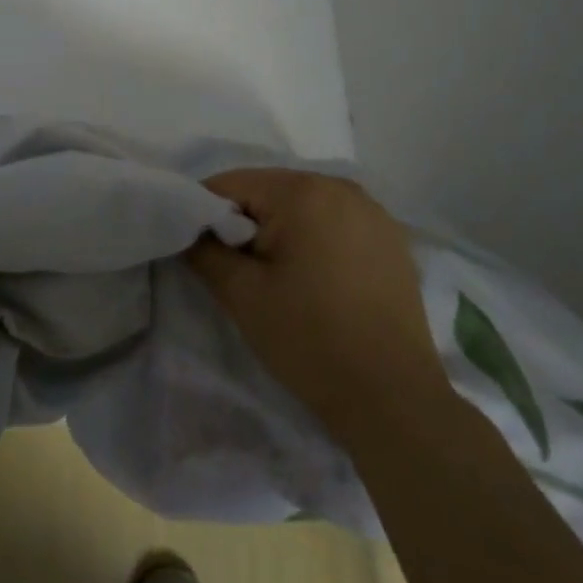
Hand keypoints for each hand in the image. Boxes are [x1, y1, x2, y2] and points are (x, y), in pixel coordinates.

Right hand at [188, 169, 447, 438]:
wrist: (393, 398)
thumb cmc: (310, 339)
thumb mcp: (242, 295)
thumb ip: (204, 251)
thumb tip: (190, 231)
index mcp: (303, 191)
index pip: (230, 184)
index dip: (205, 215)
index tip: (200, 253)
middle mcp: (341, 186)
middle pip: (268, 191)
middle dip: (244, 223)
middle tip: (237, 271)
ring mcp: (373, 211)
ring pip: (302, 206)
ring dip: (279, 232)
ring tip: (276, 279)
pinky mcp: (391, 238)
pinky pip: (334, 223)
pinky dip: (314, 240)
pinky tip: (316, 281)